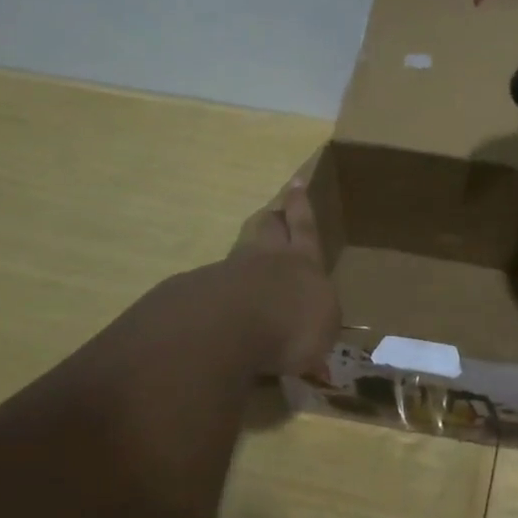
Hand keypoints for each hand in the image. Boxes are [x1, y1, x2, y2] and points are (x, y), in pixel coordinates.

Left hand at [223, 166, 340, 377]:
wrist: (226, 331)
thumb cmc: (292, 327)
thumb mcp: (323, 332)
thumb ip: (318, 325)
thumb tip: (314, 333)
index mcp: (302, 262)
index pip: (304, 227)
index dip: (301, 207)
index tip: (295, 184)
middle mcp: (265, 258)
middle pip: (267, 230)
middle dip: (273, 220)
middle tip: (273, 213)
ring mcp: (226, 272)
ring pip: (239, 253)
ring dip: (245, 253)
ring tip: (246, 260)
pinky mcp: (195, 293)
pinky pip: (212, 286)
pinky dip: (218, 292)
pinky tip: (217, 307)